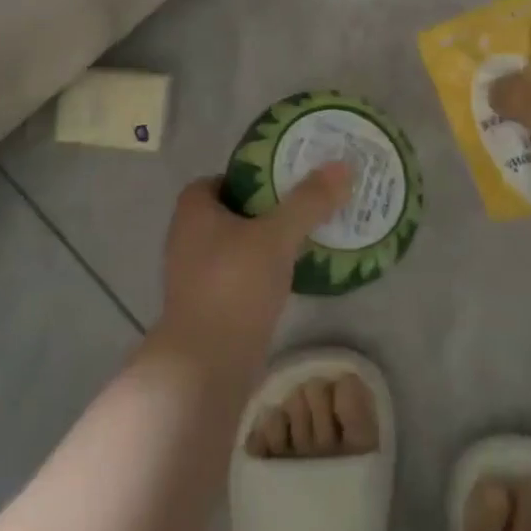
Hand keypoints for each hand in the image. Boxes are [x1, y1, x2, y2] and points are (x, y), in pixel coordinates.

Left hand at [160, 164, 350, 356]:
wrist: (204, 366)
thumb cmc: (234, 286)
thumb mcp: (278, 236)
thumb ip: (309, 201)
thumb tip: (342, 165)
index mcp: (193, 212)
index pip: (218, 180)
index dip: (249, 176)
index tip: (283, 180)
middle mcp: (187, 239)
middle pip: (230, 212)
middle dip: (263, 209)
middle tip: (302, 205)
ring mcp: (194, 277)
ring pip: (235, 246)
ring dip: (263, 242)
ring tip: (303, 238)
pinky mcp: (207, 307)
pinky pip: (238, 275)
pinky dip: (260, 271)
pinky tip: (290, 276)